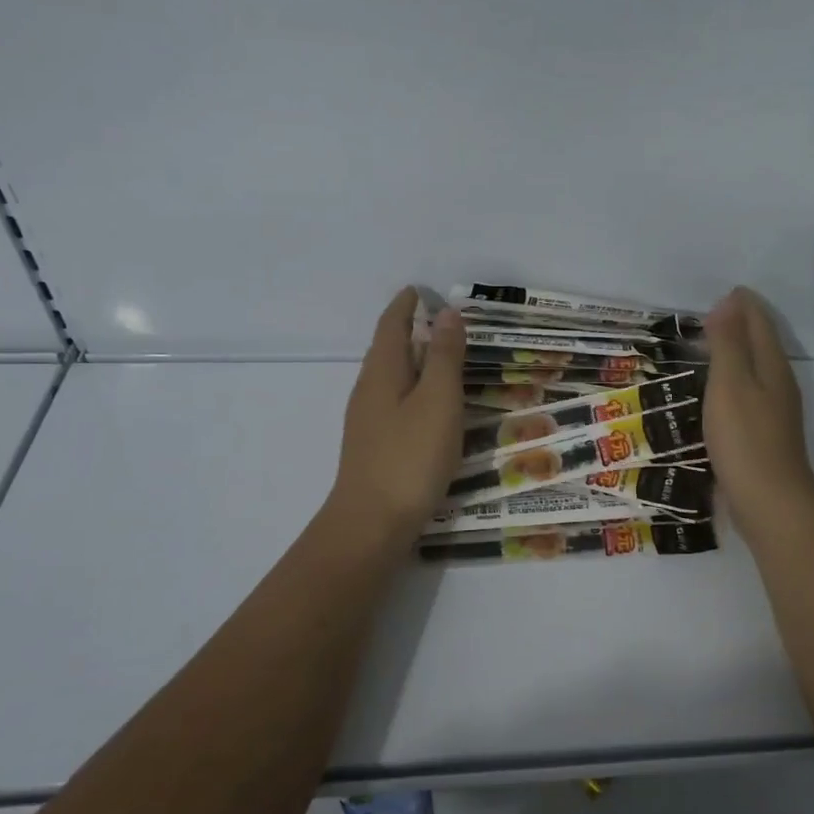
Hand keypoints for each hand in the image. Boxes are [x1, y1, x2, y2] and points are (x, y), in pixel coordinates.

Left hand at [328, 288, 466, 541]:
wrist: (371, 522)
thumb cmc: (410, 457)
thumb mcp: (438, 401)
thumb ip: (444, 357)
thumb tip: (447, 313)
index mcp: (383, 372)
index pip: (391, 325)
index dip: (405, 305)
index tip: (421, 290)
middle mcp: (368, 389)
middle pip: (386, 348)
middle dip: (408, 329)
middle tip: (440, 321)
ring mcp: (366, 420)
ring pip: (389, 377)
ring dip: (411, 360)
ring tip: (439, 358)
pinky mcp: (373, 445)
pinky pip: (392, 401)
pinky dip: (411, 388)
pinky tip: (427, 406)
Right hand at [704, 288, 813, 534]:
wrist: (769, 502)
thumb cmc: (745, 438)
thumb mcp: (730, 383)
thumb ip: (729, 343)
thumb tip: (731, 302)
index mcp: (772, 366)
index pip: (759, 323)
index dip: (743, 305)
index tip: (722, 293)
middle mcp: (778, 384)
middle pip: (761, 344)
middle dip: (740, 326)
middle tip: (708, 317)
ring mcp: (774, 412)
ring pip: (755, 370)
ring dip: (735, 354)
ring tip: (707, 348)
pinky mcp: (764, 435)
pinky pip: (747, 394)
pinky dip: (732, 381)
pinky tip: (715, 393)